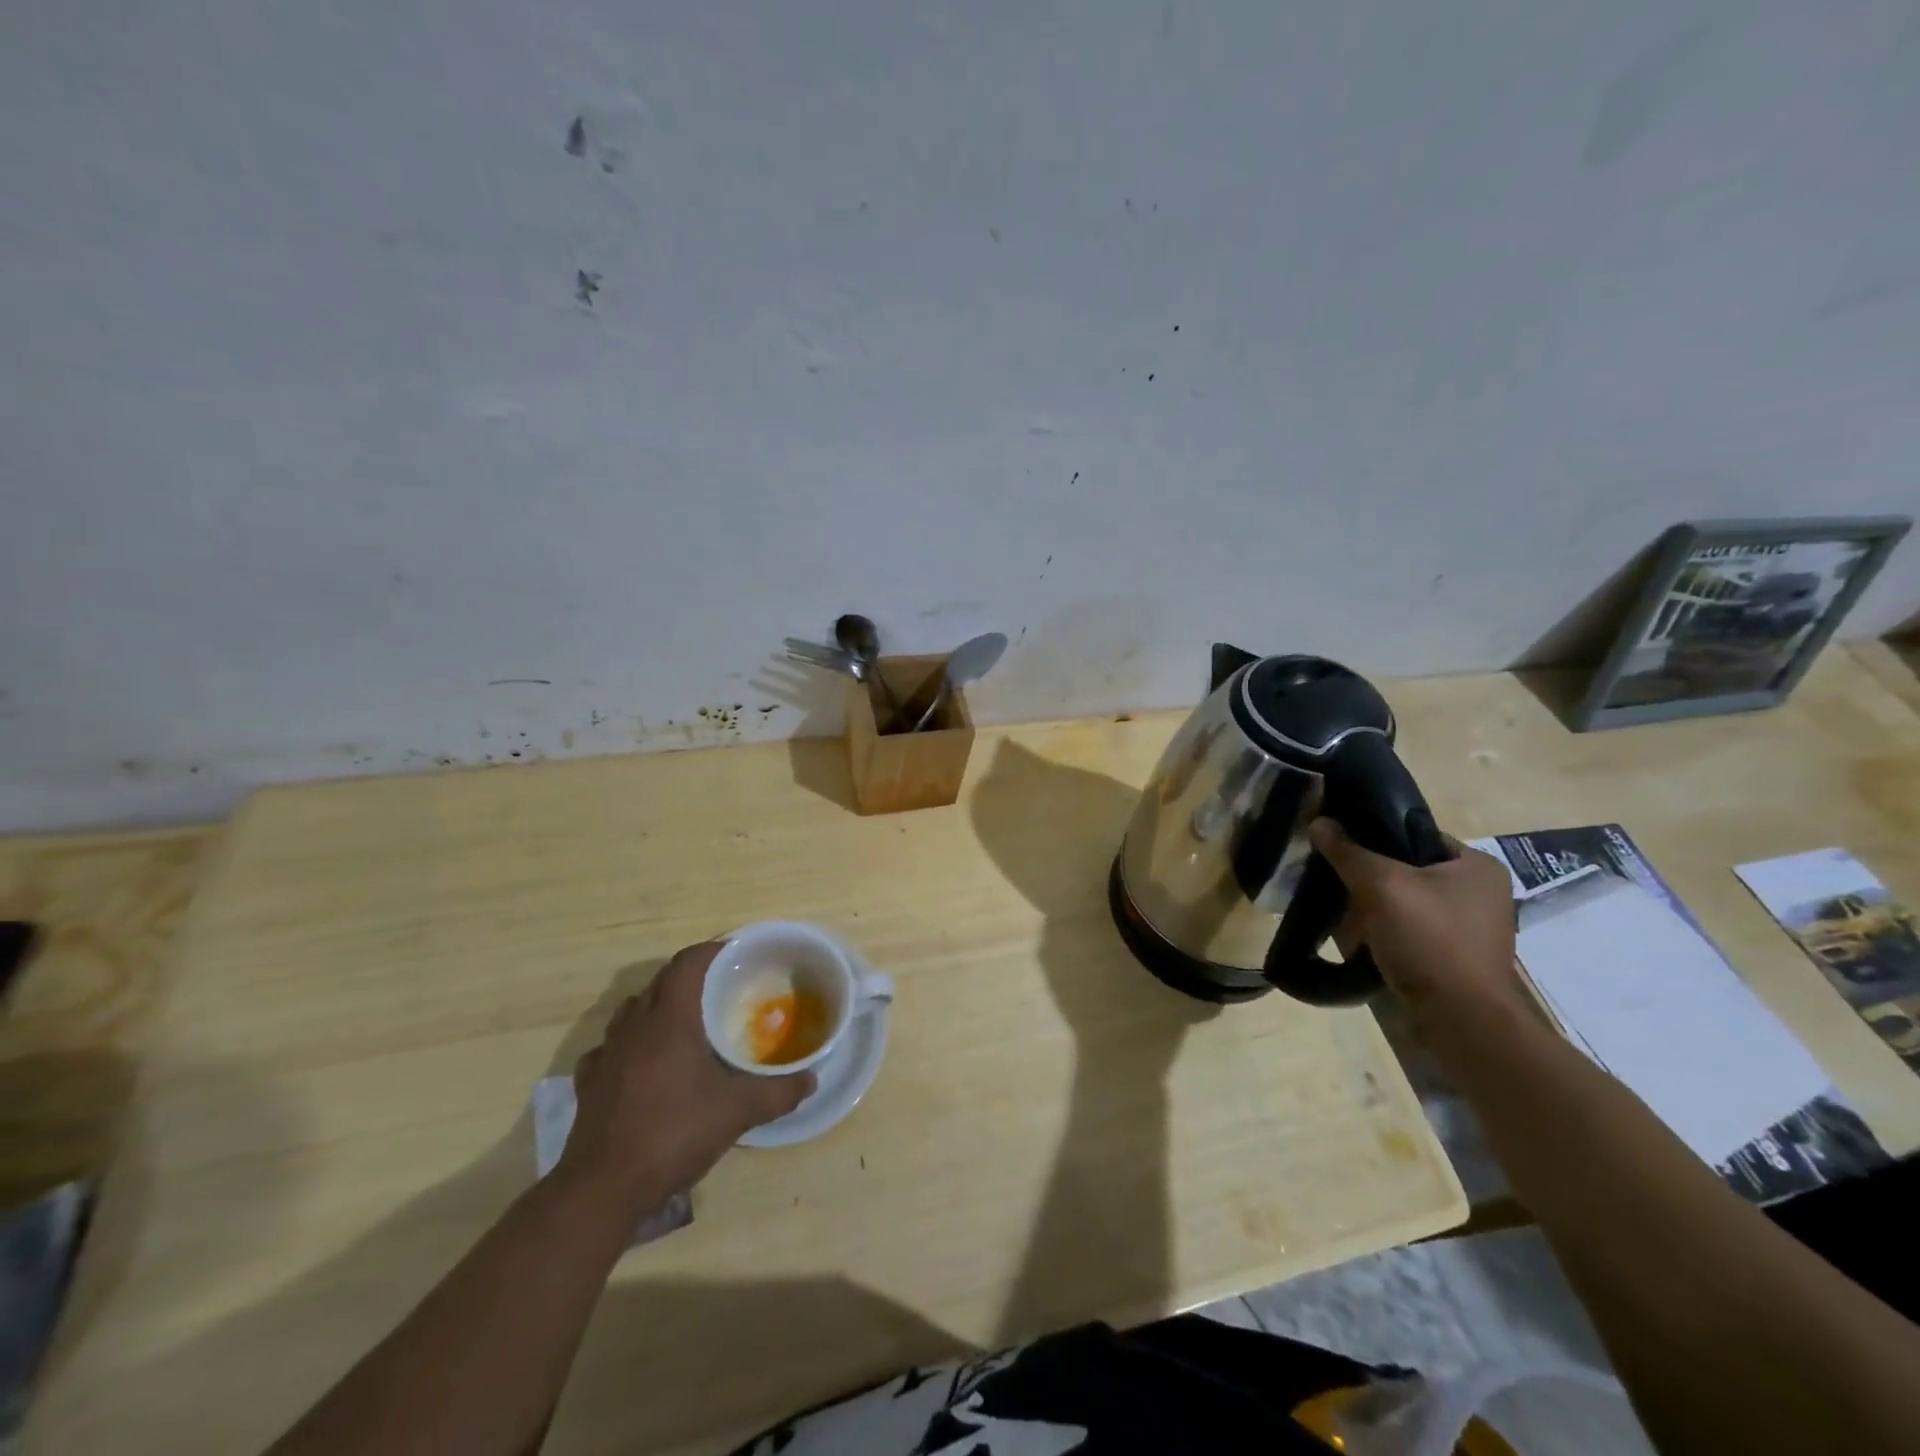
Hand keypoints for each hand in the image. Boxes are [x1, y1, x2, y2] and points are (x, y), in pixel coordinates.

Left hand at [558, 942, 814, 1217]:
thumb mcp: (738, 1111)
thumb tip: (811, 1080)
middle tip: (719, 990)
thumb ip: (779, 1091)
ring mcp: (606, 1054)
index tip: (734, 955)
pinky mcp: (589, 1083)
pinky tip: (643, 1066)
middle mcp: (634, 1025)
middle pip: (660, 982)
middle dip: (688, 978)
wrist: (604, 1188)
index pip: (688, 963)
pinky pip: (610, 1048)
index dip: (711, 951)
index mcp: (669, 1018)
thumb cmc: (674, 1132)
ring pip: (632, 1011)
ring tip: (683, 1025)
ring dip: (656, 1008)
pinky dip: (629, 1046)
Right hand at [1308, 818, 1523, 1017]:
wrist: (1461, 1019)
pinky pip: (1410, 931)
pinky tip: (1361, 941)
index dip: (1375, 836)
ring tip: (1344, 915)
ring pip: (1405, 902)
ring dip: (1373, 908)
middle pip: (1407, 869)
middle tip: (1339, 884)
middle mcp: (1481, 893)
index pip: (1415, 834)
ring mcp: (1470, 928)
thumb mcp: (1380, 885)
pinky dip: (1385, 933)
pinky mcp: (1455, 957)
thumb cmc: (1429, 939)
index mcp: (1478, 865)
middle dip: (1369, 879)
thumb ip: (1348, 851)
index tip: (1340, 847)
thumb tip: (1318, 822)